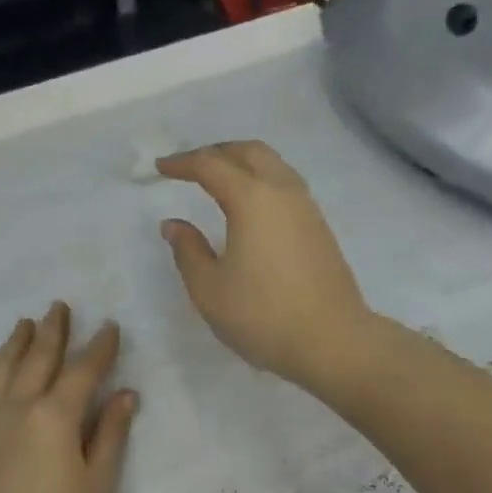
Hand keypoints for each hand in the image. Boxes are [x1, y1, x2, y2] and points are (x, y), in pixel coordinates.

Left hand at [0, 303, 137, 492]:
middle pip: (37, 357)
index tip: (110, 326)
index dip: (100, 347)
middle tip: (60, 306)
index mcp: (55, 417)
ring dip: (15, 341)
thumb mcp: (97, 489)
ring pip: (1, 367)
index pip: (83, 370)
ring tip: (25, 322)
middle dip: (53, 330)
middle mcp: (17, 406)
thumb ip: (110, 436)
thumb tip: (126, 394)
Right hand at [157, 141, 373, 389]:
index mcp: (252, 199)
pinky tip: (250, 206)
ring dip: (243, 163)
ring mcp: (307, 207)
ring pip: (273, 165)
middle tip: (190, 166)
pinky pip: (286, 185)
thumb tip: (173, 224)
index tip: (160, 168)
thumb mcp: (209, 289)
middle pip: (249, 151)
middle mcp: (283, 192)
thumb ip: (188, 251)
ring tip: (219, 180)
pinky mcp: (319, 227)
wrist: (331, 341)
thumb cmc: (262, 315)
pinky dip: (261, 180)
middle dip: (216, 152)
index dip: (182, 163)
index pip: (211, 165)